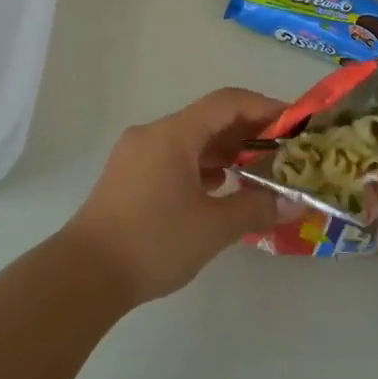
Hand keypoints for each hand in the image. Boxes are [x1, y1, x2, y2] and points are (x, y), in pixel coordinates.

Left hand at [64, 87, 285, 303]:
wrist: (83, 276)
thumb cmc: (153, 242)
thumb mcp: (213, 228)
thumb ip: (256, 208)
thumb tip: (294, 202)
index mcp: (174, 134)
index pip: (227, 103)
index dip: (265, 107)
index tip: (295, 123)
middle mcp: (153, 134)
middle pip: (209, 118)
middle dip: (248, 131)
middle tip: (284, 151)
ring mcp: (136, 155)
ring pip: (190, 139)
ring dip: (225, 150)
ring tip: (258, 170)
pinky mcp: (128, 177)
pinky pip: (174, 157)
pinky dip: (202, 165)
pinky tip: (220, 187)